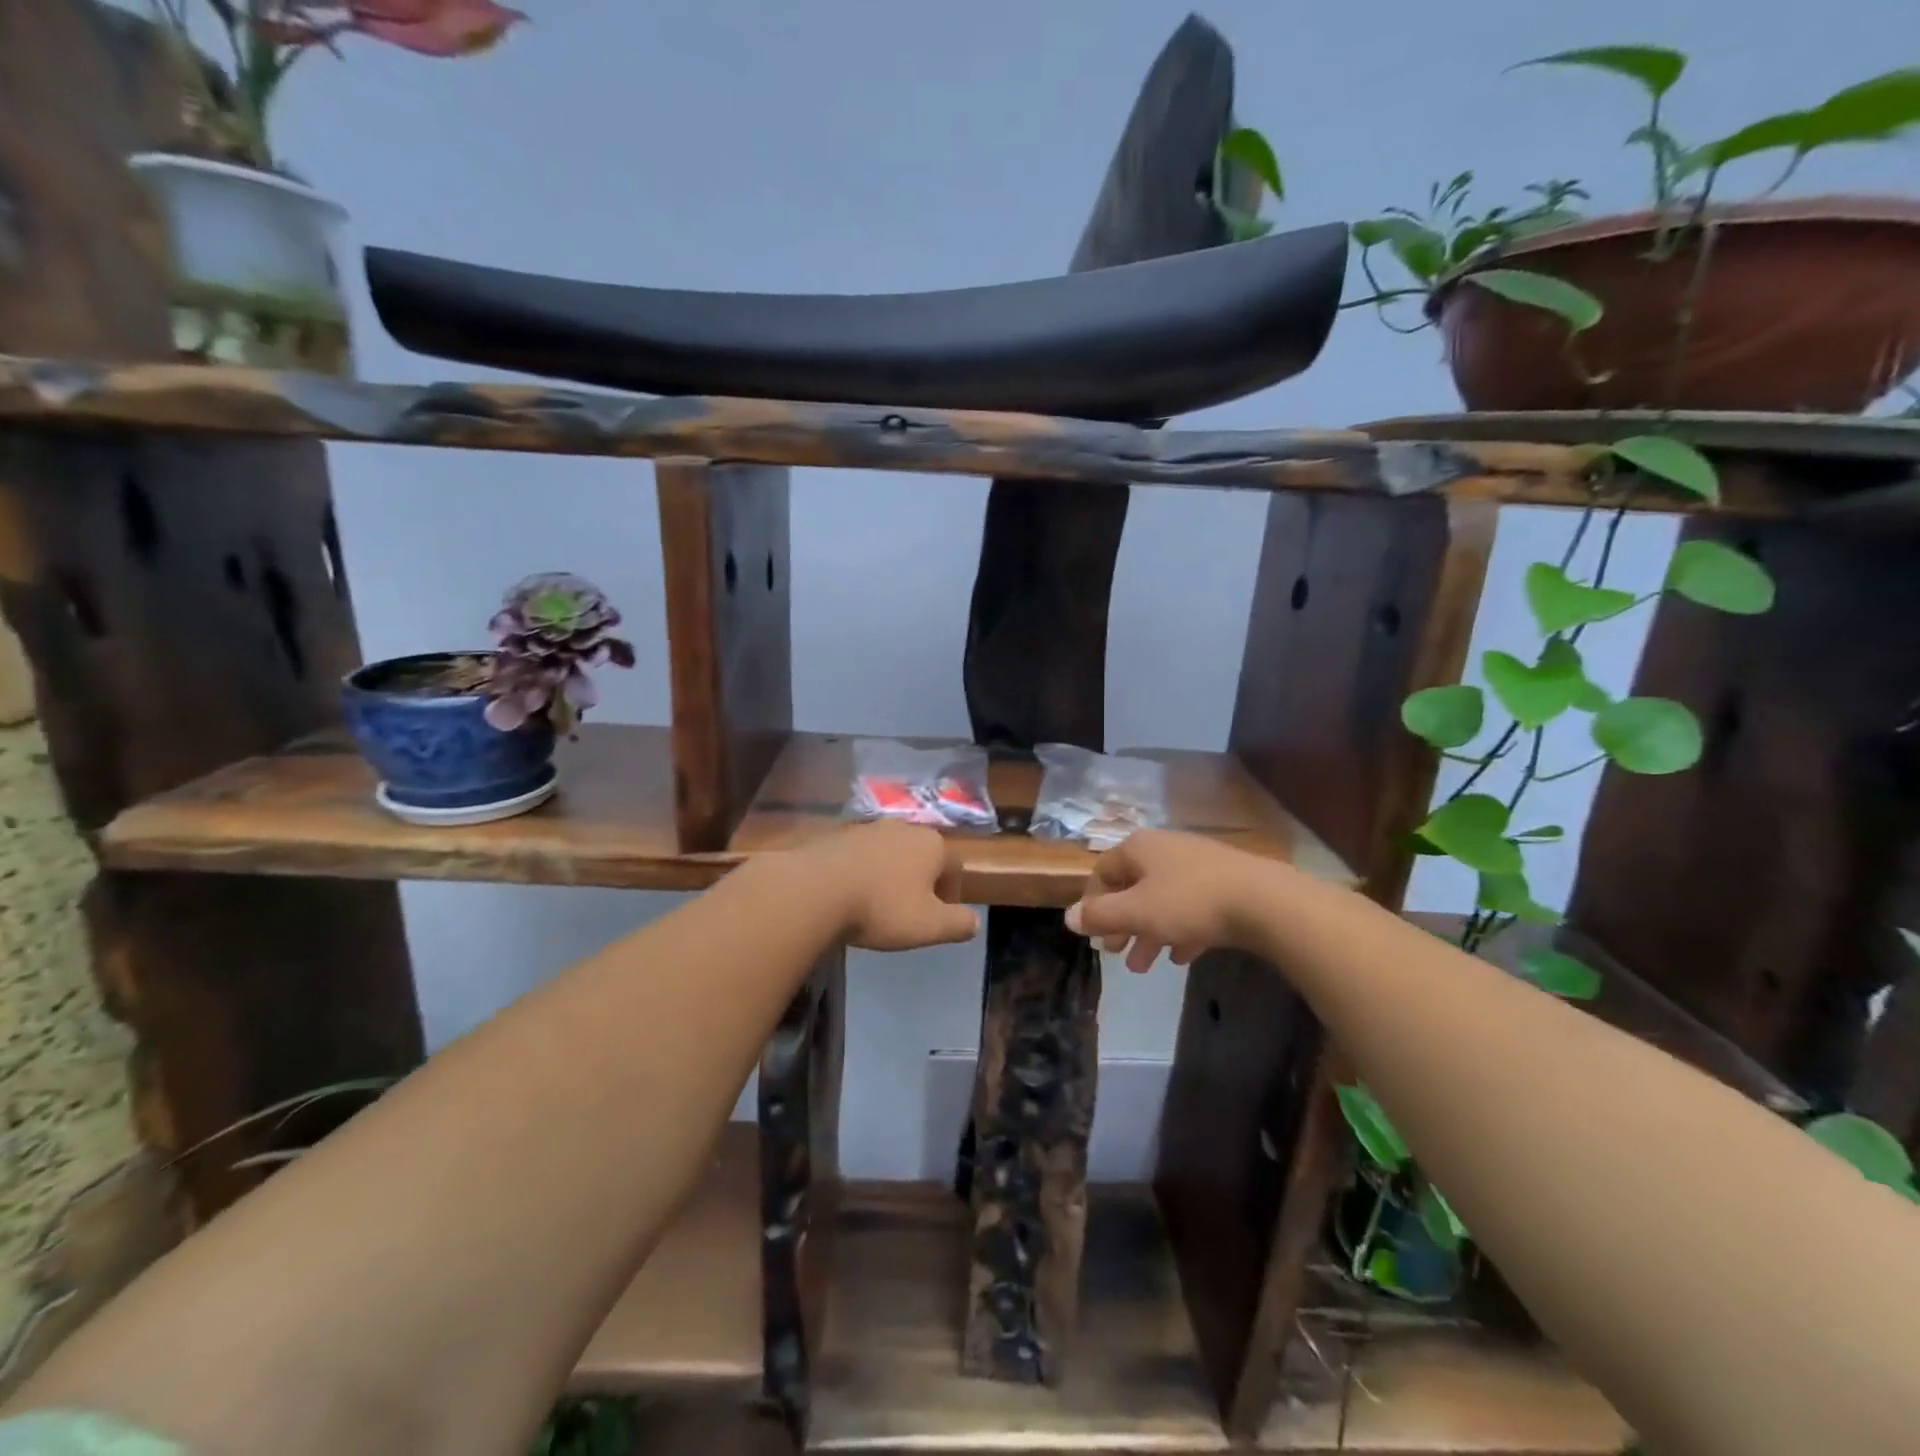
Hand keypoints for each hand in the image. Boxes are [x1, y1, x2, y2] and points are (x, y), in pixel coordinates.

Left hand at [808, 822, 979, 950]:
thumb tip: (974, 921)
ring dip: (888, 874)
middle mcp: (903, 828)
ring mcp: (867, 828)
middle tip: (910, 911)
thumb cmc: (882, 907)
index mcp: (932, 844)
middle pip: (921, 855)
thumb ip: (958, 923)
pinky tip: (849, 895)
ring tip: (876, 904)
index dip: (951, 893)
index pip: (954, 866)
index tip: (939, 918)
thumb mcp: (929, 926)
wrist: (814, 889)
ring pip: (888, 853)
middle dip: (920, 880)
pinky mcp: (836, 836)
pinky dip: (860, 872)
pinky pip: (858, 855)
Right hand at [1064, 830, 1272, 971]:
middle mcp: (1165, 850)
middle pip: (1132, 888)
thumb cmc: (1189, 902)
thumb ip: (1100, 916)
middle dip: (1121, 924)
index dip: (1092, 903)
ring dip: (1149, 933)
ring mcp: (1197, 866)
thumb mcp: (1137, 912)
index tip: (1091, 933)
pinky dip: (1181, 930)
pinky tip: (1183, 957)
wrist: (1264, 902)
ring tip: (1144, 967)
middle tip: (1115, 954)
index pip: (1103, 872)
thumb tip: (1068, 917)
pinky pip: (1192, 908)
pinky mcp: (1224, 884)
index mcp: (1140, 848)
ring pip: (1162, 901)